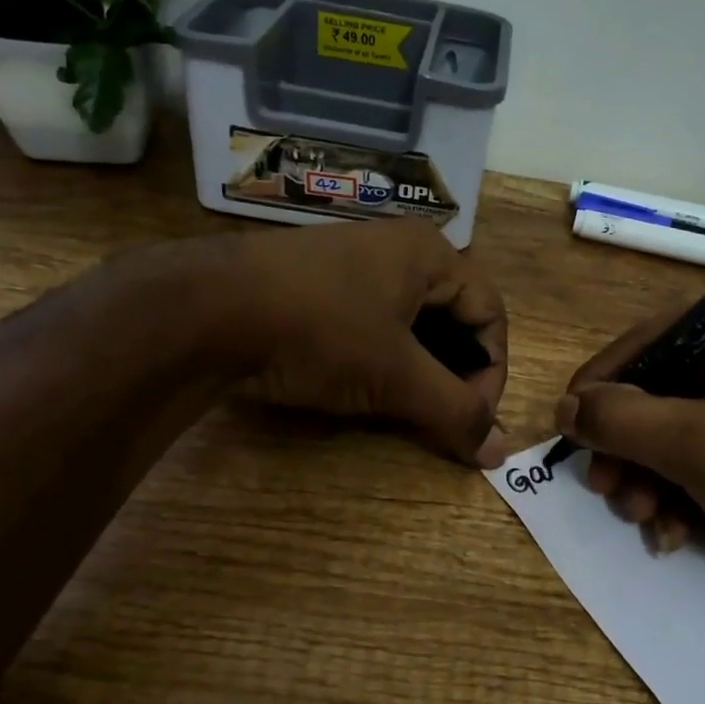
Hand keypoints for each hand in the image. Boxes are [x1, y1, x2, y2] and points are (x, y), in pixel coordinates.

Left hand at [223, 220, 509, 466]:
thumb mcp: (395, 375)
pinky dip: (383, 361)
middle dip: (456, 373)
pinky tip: (366, 389)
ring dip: (420, 371)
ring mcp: (354, 265)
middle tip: (443, 418)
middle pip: (454, 318)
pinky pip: (373, 324)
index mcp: (430, 254)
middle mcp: (398, 250)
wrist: (205, 310)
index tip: (474, 420)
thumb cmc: (319, 331)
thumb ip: (453, 412)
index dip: (493, 372)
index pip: (490, 315)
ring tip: (408, 409)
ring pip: (412, 324)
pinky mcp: (319, 286)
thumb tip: (500, 453)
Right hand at [554, 297, 704, 609]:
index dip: (604, 378)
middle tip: (606, 488)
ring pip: (672, 433)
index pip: (652, 337)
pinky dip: (677, 497)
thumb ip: (622, 419)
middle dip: (627, 446)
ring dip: (647, 479)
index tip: (569, 421)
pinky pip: (698, 462)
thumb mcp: (698, 445)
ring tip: (643, 519)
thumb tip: (564, 407)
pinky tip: (672, 535)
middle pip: (657, 391)